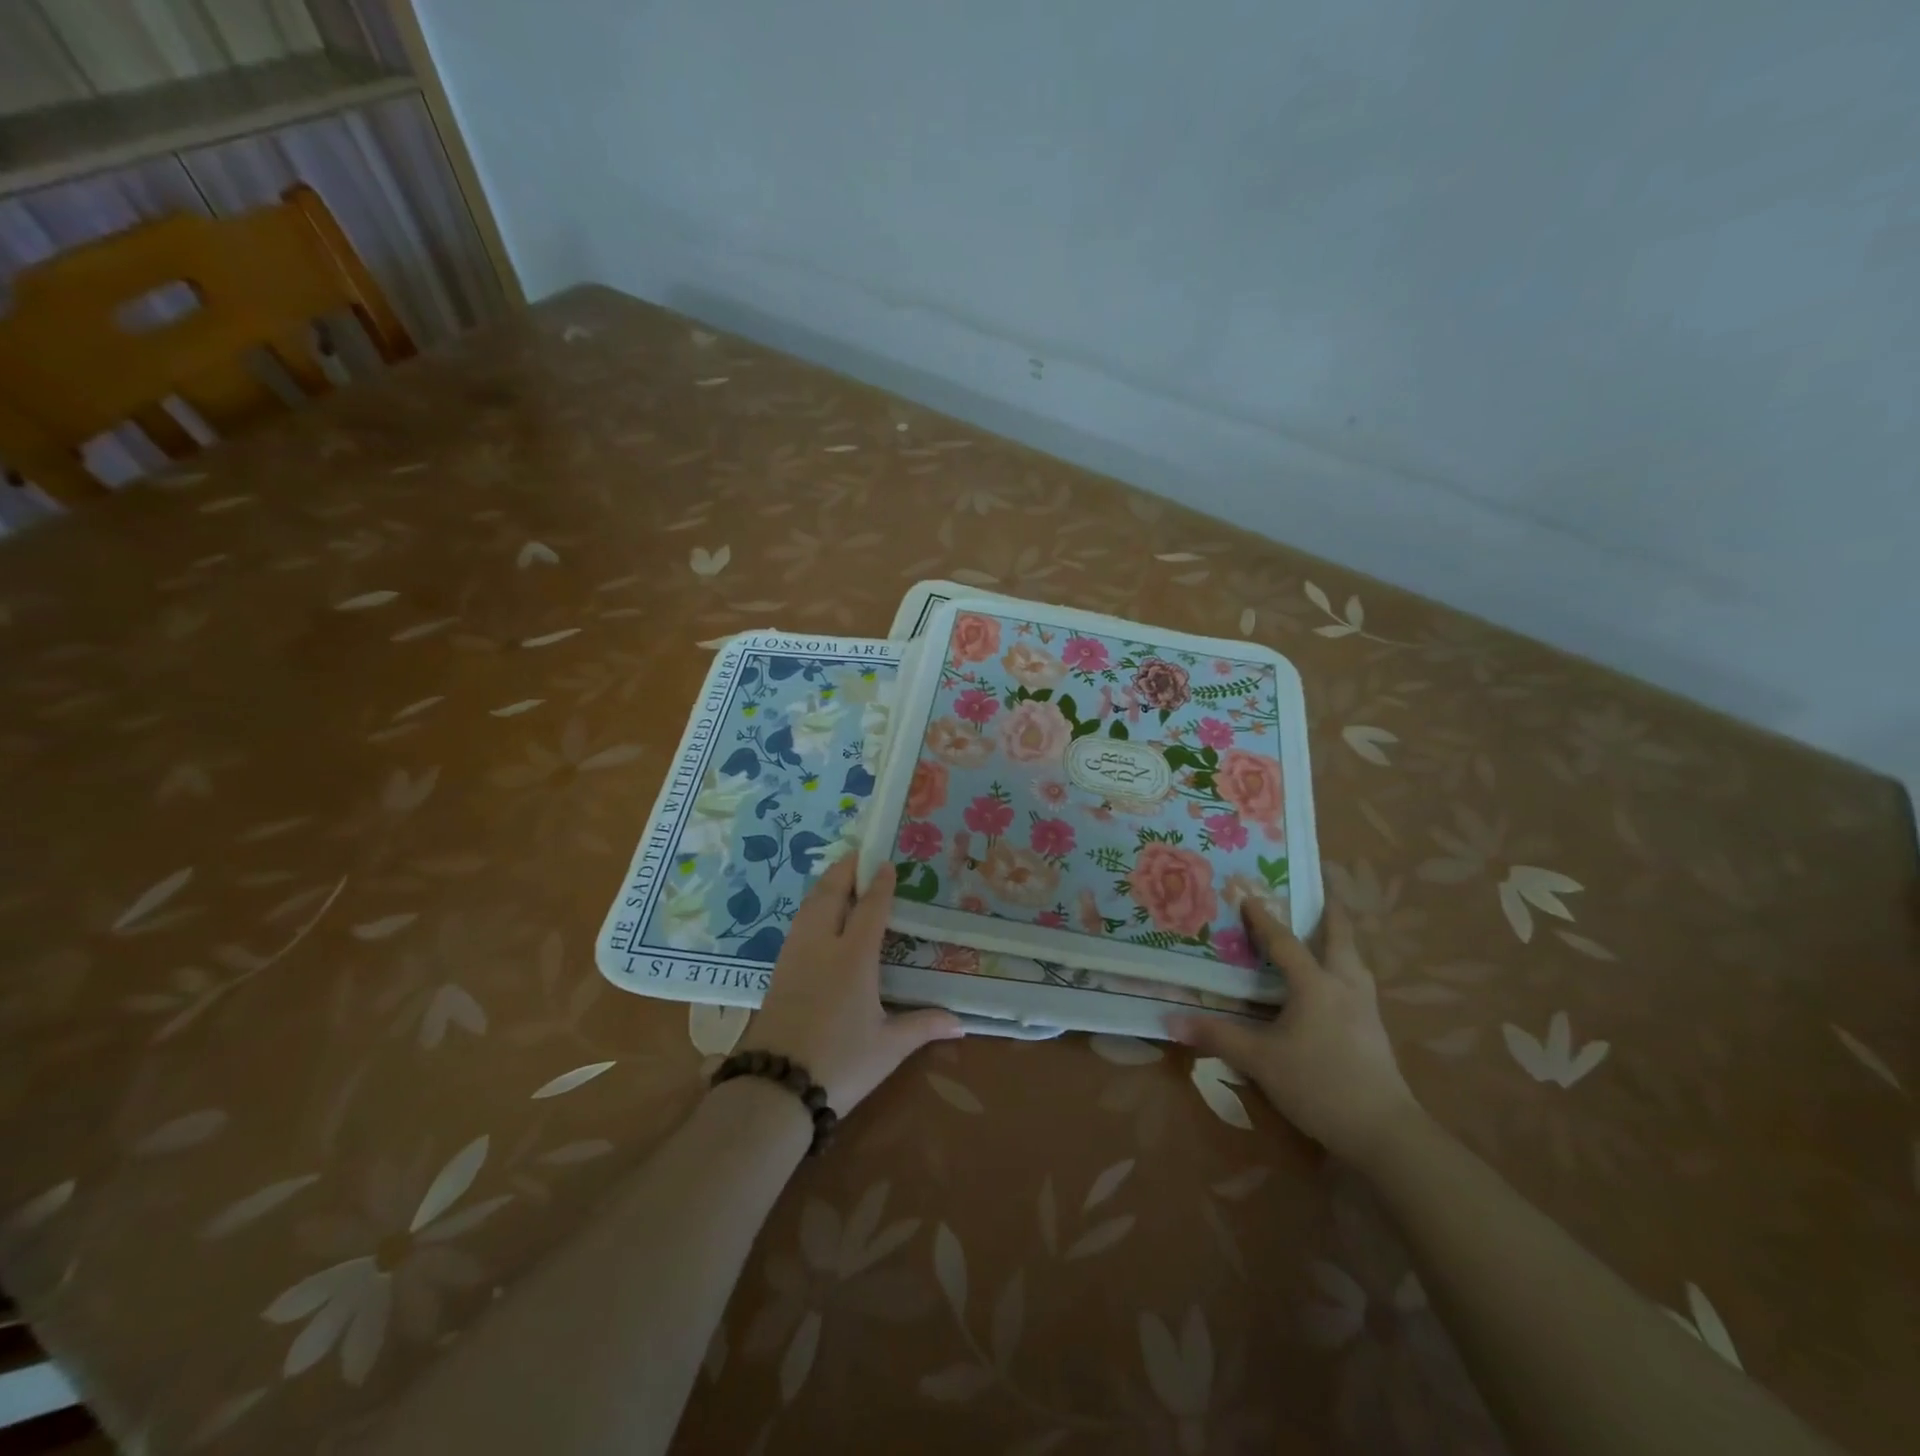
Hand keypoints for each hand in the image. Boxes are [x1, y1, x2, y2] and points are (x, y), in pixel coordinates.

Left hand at [740, 857, 963, 1113]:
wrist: (775, 1088)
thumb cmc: (840, 1063)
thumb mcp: (888, 1047)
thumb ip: (923, 1026)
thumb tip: (961, 1024)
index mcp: (853, 958)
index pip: (870, 908)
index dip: (879, 884)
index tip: (886, 863)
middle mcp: (822, 946)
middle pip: (830, 895)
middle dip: (844, 871)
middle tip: (857, 854)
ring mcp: (794, 957)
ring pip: (808, 907)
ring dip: (824, 886)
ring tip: (837, 878)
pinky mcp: (777, 972)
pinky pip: (797, 925)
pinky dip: (810, 908)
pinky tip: (815, 917)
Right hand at [1168, 899, 1417, 1169]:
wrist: (1385, 1132)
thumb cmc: (1319, 1084)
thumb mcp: (1260, 1061)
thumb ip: (1218, 1037)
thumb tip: (1171, 1020)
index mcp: (1315, 984)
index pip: (1285, 942)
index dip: (1264, 919)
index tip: (1249, 895)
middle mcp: (1345, 986)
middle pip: (1341, 938)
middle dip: (1331, 912)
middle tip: (1323, 890)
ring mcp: (1366, 1008)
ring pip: (1355, 961)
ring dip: (1342, 940)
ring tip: (1329, 932)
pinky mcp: (1375, 1031)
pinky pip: (1358, 983)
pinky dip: (1345, 968)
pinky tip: (1336, 984)